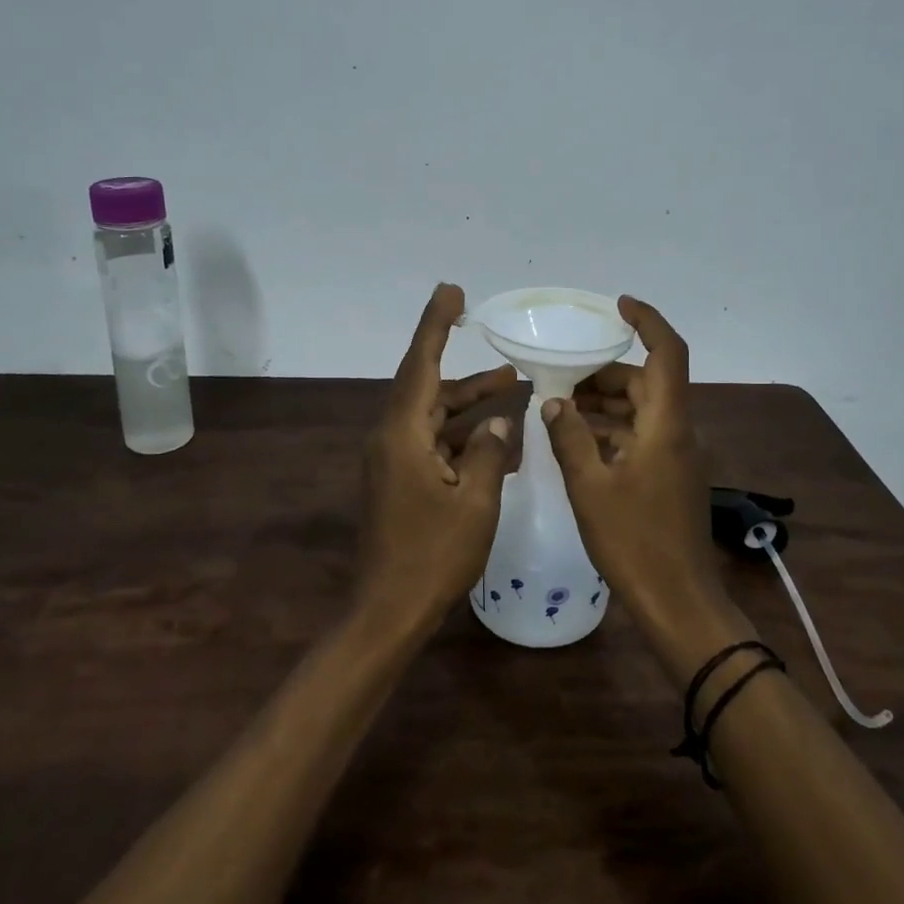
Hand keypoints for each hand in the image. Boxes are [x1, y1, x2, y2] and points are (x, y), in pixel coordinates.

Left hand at [359, 284, 517, 630]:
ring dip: (470, 407)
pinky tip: (498, 443)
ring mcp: (393, 462)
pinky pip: (434, 446)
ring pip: (435, 418)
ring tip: (514, 392)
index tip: (452, 291)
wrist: (389, 611)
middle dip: (471, 377)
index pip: (421, 364)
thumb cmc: (433, 556)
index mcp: (402, 435)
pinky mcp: (400, 482)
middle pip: (431, 390)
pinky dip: (463, 439)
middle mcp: (392, 439)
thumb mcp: (475, 503)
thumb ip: (489, 452)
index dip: (436, 324)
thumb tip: (498, 421)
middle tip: (509, 363)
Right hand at [541, 297, 751, 679]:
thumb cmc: (634, 542)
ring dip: (606, 404)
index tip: (619, 305)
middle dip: (606, 374)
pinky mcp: (672, 477)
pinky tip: (579, 443)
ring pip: (643, 411)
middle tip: (561, 378)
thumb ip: (569, 437)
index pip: (667, 353)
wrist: (678, 601)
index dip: (648, 321)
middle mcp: (679, 432)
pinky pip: (643, 436)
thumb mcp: (590, 487)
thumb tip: (554, 401)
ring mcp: (679, 456)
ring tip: (561, 409)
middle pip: (647, 382)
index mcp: (667, 425)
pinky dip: (614, 431)